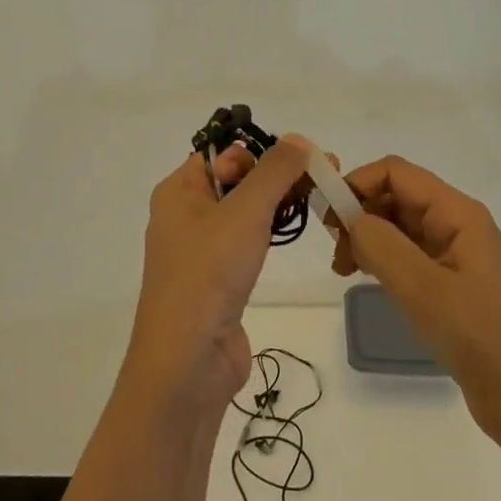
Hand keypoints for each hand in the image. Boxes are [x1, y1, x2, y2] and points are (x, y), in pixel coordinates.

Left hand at [124, 135, 313, 416]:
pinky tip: (294, 232)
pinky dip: (270, 233)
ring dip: (277, 202)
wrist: (188, 362)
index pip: (221, 153)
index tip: (302, 158)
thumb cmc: (209, 273)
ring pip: (244, 212)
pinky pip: (247, 242)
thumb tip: (298, 138)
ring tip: (318, 196)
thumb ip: (275, 172)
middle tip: (322, 174)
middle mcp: (185, 215)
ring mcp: (201, 250)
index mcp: (178, 191)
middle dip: (276, 175)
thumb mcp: (245, 211)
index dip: (259, 151)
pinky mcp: (219, 280)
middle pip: (235, 180)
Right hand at [332, 156, 500, 451]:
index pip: (396, 173)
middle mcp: (457, 224)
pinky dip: (381, 259)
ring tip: (343, 270)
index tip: (326, 217)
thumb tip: (349, 216)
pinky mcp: (452, 284)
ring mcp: (456, 255)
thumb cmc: (480, 338)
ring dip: (366, 237)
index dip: (357, 183)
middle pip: (396, 195)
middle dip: (359, 212)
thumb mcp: (423, 288)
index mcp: (458, 213)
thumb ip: (380, 244)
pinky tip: (366, 279)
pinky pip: (408, 254)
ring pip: (399, 226)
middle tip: (333, 251)